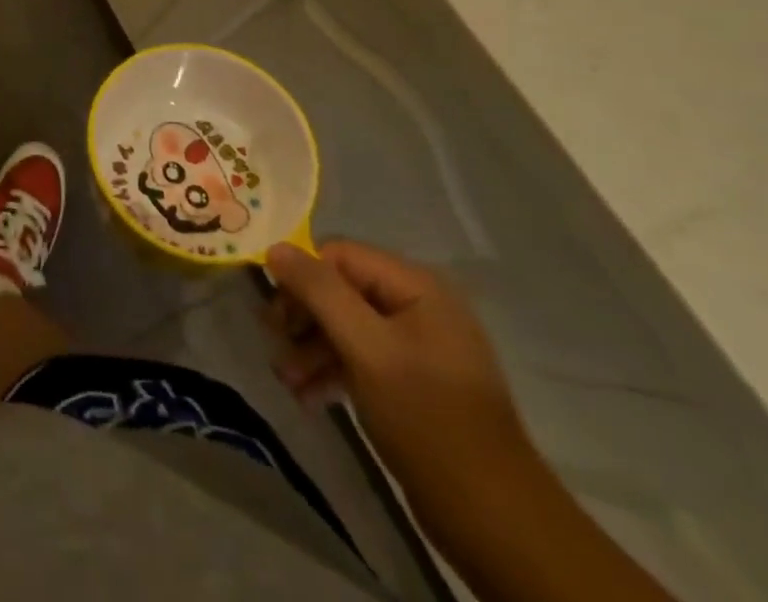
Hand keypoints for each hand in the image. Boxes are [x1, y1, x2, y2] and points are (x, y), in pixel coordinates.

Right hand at [265, 241, 536, 520]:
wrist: (493, 519)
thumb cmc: (427, 418)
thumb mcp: (366, 348)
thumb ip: (319, 292)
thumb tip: (274, 248)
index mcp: (416, 287)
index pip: (340, 255)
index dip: (303, 276)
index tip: (276, 313)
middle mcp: (417, 306)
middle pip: (340, 290)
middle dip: (304, 317)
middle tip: (274, 342)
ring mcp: (416, 347)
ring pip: (346, 326)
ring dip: (311, 348)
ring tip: (286, 379)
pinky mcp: (412, 383)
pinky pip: (360, 358)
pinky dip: (331, 370)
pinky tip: (307, 395)